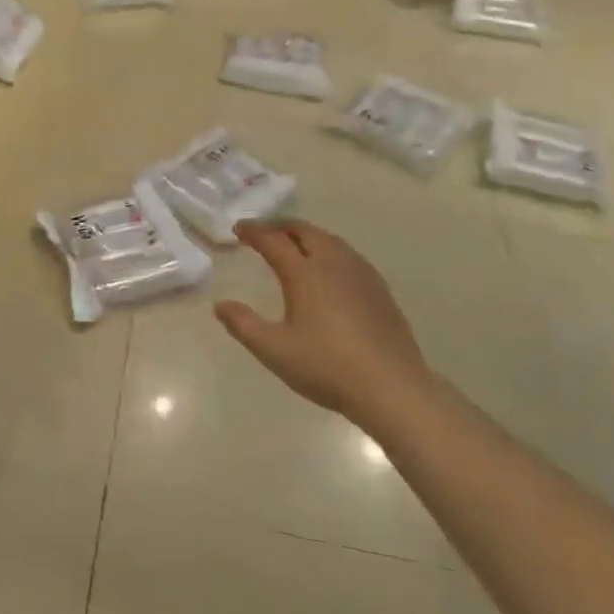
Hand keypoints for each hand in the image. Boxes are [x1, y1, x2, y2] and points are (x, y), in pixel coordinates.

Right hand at [215, 220, 431, 425]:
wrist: (392, 387)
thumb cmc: (326, 366)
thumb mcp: (274, 350)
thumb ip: (243, 325)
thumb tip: (220, 305)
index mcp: (304, 273)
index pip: (273, 240)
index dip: (254, 231)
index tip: (239, 229)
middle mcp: (333, 264)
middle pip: (305, 231)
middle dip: (281, 226)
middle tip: (263, 232)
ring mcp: (361, 275)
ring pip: (330, 240)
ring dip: (306, 235)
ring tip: (293, 244)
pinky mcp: (380, 290)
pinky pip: (348, 255)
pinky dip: (328, 250)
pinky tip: (329, 270)